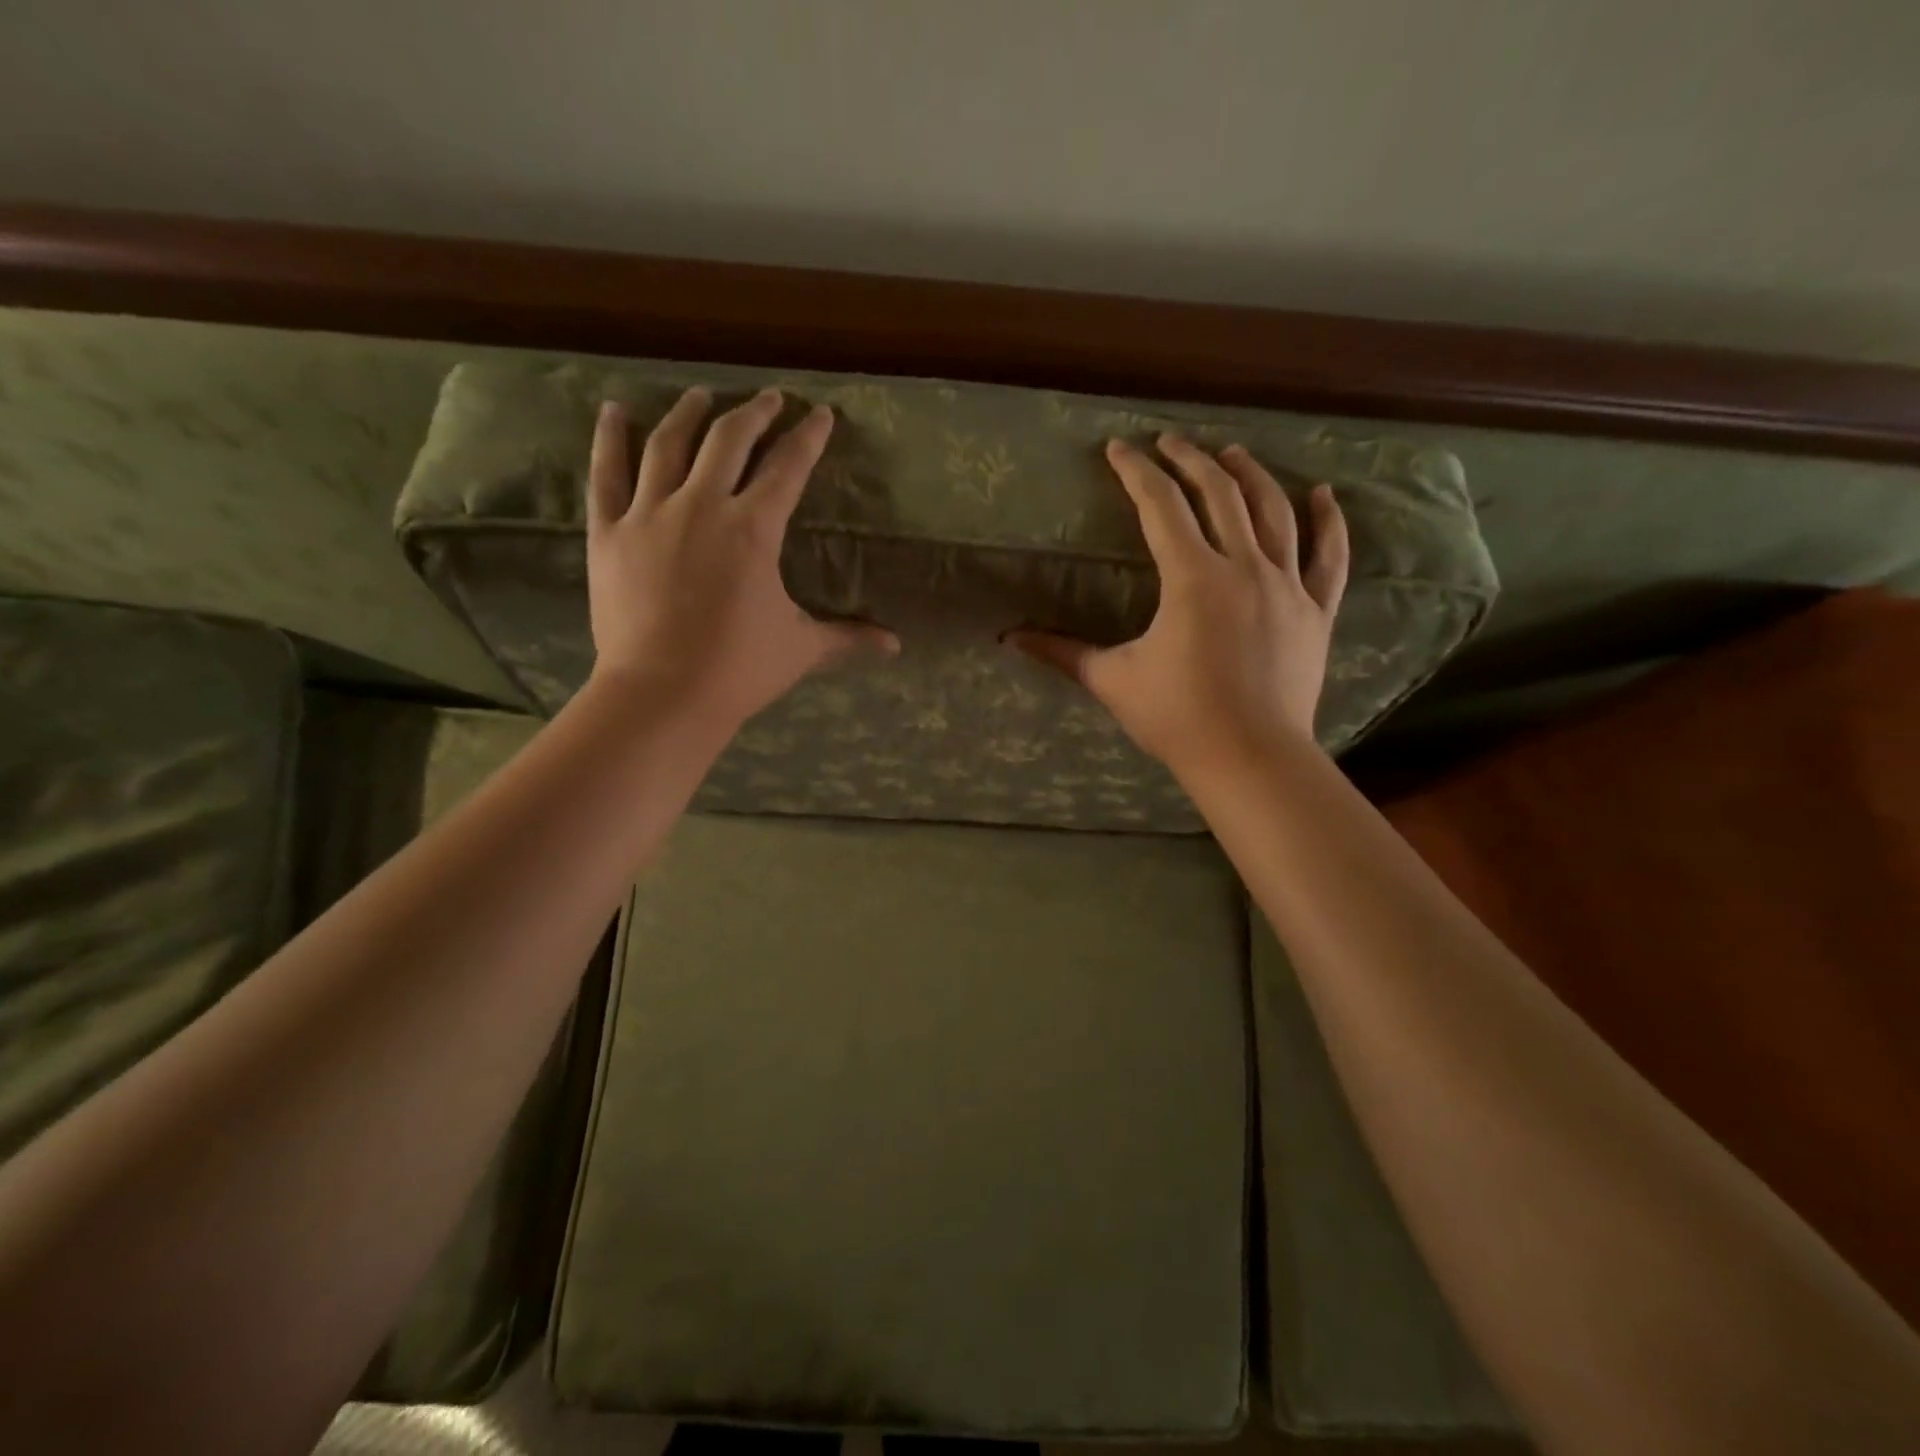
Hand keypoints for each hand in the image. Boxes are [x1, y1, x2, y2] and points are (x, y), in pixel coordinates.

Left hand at [585, 387, 897, 733]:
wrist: (662, 694)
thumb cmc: (739, 670)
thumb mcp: (802, 649)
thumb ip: (848, 637)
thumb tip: (895, 646)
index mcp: (754, 529)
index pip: (788, 468)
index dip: (808, 438)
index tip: (819, 414)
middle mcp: (703, 505)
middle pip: (730, 440)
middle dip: (755, 413)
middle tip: (769, 398)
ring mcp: (650, 514)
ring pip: (669, 444)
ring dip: (689, 413)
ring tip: (701, 395)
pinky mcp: (609, 532)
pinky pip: (606, 473)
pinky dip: (610, 438)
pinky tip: (615, 410)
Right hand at [1008, 435, 1348, 777]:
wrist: (1250, 758)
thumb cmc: (1177, 718)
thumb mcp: (1113, 680)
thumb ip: (1062, 652)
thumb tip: (1010, 639)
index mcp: (1192, 577)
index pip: (1161, 506)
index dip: (1136, 472)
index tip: (1119, 448)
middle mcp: (1244, 566)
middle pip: (1219, 494)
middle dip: (1190, 460)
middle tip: (1170, 441)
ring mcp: (1287, 586)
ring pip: (1274, 512)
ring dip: (1250, 475)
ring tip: (1231, 453)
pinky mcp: (1316, 611)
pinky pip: (1329, 556)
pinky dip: (1328, 521)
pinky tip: (1321, 493)